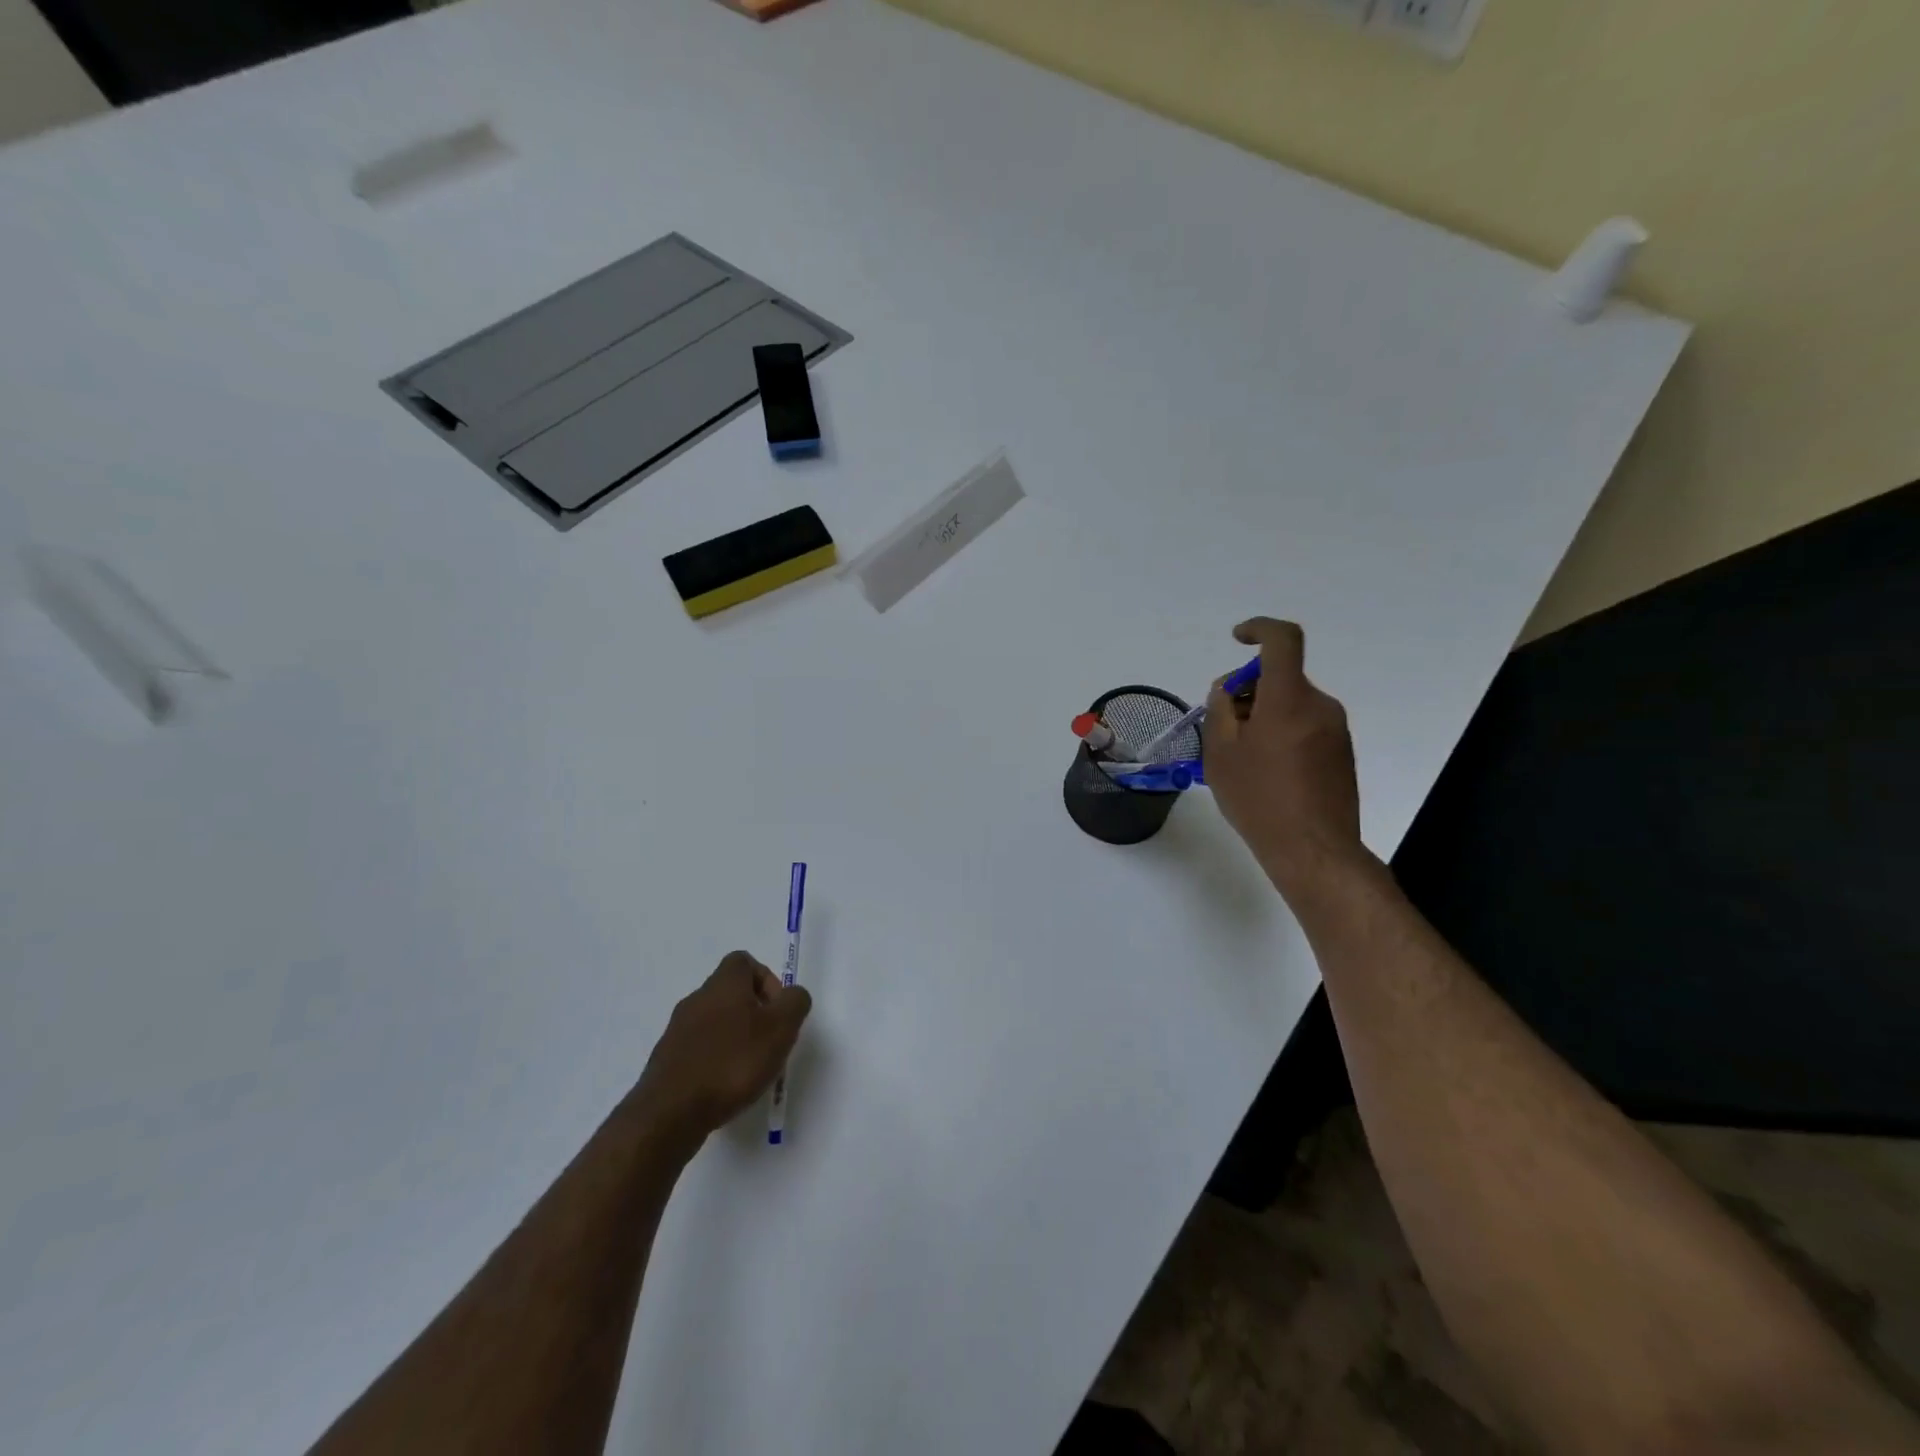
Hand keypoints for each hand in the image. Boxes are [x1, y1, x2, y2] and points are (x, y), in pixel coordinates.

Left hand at [633, 952, 812, 1147]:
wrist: (671, 1112)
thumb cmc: (733, 1062)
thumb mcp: (781, 1028)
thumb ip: (795, 1002)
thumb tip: (792, 996)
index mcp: (724, 984)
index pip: (744, 961)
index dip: (767, 981)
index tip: (777, 1011)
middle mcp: (697, 999)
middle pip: (731, 993)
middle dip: (754, 1014)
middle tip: (769, 1043)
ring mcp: (677, 1030)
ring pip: (715, 1022)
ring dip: (735, 1039)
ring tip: (749, 1070)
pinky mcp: (667, 1060)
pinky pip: (699, 1049)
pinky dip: (716, 1060)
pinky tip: (724, 1087)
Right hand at [1203, 618, 1370, 898]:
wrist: (1313, 850)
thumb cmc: (1258, 799)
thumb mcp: (1220, 753)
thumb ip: (1220, 710)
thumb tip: (1229, 689)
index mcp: (1289, 698)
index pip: (1283, 640)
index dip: (1259, 629)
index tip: (1237, 640)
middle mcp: (1319, 705)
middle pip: (1280, 678)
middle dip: (1247, 691)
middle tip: (1221, 727)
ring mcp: (1335, 729)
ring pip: (1291, 704)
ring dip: (1263, 716)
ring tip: (1239, 758)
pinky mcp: (1341, 752)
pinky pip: (1305, 726)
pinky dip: (1281, 733)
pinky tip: (1264, 772)